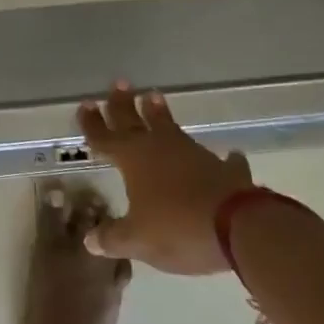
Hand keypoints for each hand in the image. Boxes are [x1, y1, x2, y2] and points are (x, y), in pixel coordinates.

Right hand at [79, 83, 255, 275]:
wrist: (238, 227)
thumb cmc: (178, 228)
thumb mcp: (138, 240)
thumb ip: (113, 238)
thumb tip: (90, 240)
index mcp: (133, 159)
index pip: (105, 137)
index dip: (93, 123)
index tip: (85, 105)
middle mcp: (160, 148)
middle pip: (135, 121)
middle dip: (124, 105)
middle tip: (119, 84)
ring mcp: (193, 155)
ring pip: (171, 128)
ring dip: (160, 114)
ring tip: (154, 96)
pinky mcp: (223, 169)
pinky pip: (220, 160)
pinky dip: (221, 158)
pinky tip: (228, 155)